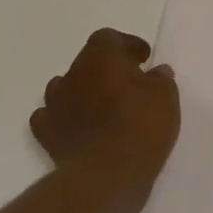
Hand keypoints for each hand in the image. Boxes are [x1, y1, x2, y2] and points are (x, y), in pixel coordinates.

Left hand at [32, 29, 180, 206]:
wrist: (108, 173)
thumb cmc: (141, 124)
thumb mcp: (166, 97)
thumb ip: (160, 79)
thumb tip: (156, 72)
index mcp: (101, 57)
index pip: (108, 38)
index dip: (126, 45)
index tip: (143, 59)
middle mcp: (72, 74)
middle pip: (87, 62)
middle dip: (106, 69)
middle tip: (128, 84)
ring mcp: (54, 105)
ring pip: (65, 87)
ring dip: (84, 92)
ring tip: (104, 107)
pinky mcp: (47, 135)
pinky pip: (51, 117)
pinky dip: (64, 118)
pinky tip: (79, 127)